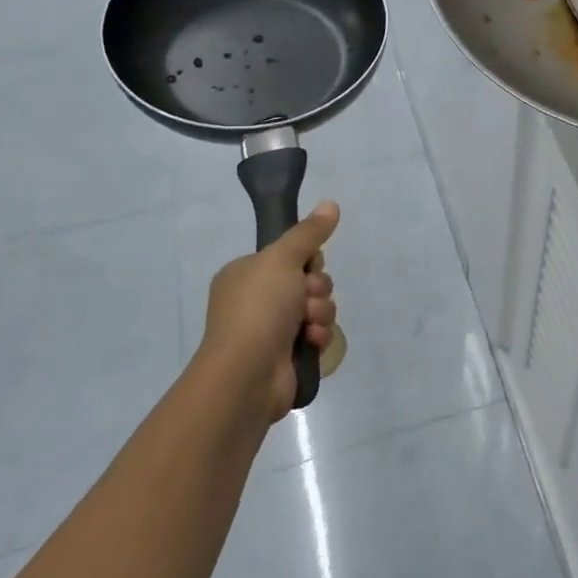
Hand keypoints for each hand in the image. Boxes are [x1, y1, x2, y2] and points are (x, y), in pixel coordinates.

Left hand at [200, 202, 339, 422]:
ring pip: (317, 307)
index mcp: (246, 274)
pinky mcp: (287, 355)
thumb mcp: (282, 259)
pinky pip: (317, 334)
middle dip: (316, 289)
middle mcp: (257, 300)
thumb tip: (330, 204)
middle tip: (305, 297)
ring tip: (307, 325)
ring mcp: (271, 329)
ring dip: (319, 313)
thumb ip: (309, 232)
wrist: (247, 374)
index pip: (290, 256)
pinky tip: (309, 342)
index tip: (308, 266)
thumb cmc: (258, 309)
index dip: (308, 260)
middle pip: (308, 281)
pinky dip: (317, 336)